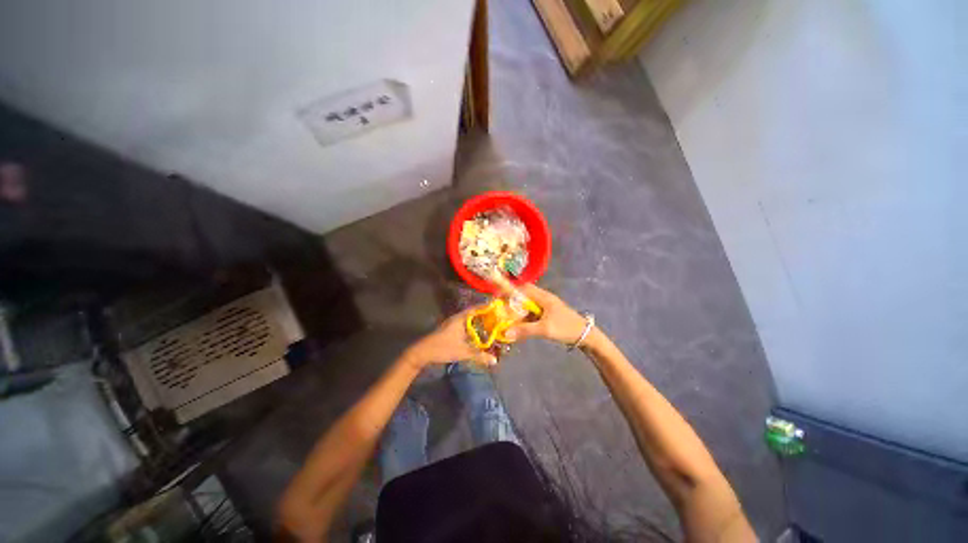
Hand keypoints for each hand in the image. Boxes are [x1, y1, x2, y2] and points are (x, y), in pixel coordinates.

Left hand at [406, 307, 497, 368]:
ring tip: (493, 325)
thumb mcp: (463, 352)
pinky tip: (479, 334)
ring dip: (480, 322)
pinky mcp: (451, 329)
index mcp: (461, 318)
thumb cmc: (443, 348)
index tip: (499, 308)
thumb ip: (479, 355)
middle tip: (499, 319)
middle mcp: (458, 318)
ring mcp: (453, 323)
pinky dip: (474, 327)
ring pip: (470, 319)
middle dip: (486, 315)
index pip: (477, 308)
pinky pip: (466, 325)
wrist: (423, 352)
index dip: (488, 307)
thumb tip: (495, 360)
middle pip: (475, 313)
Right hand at [505, 284, 588, 345]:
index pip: (523, 288)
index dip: (510, 290)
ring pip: (528, 304)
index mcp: (543, 297)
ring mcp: (546, 305)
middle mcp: (543, 298)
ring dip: (519, 311)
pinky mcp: (548, 313)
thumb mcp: (545, 329)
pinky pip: (532, 312)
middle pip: (524, 295)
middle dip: (512, 302)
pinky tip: (520, 326)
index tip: (498, 297)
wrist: (585, 335)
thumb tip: (506, 332)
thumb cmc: (566, 328)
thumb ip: (525, 330)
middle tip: (503, 311)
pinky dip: (525, 317)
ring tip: (509, 320)